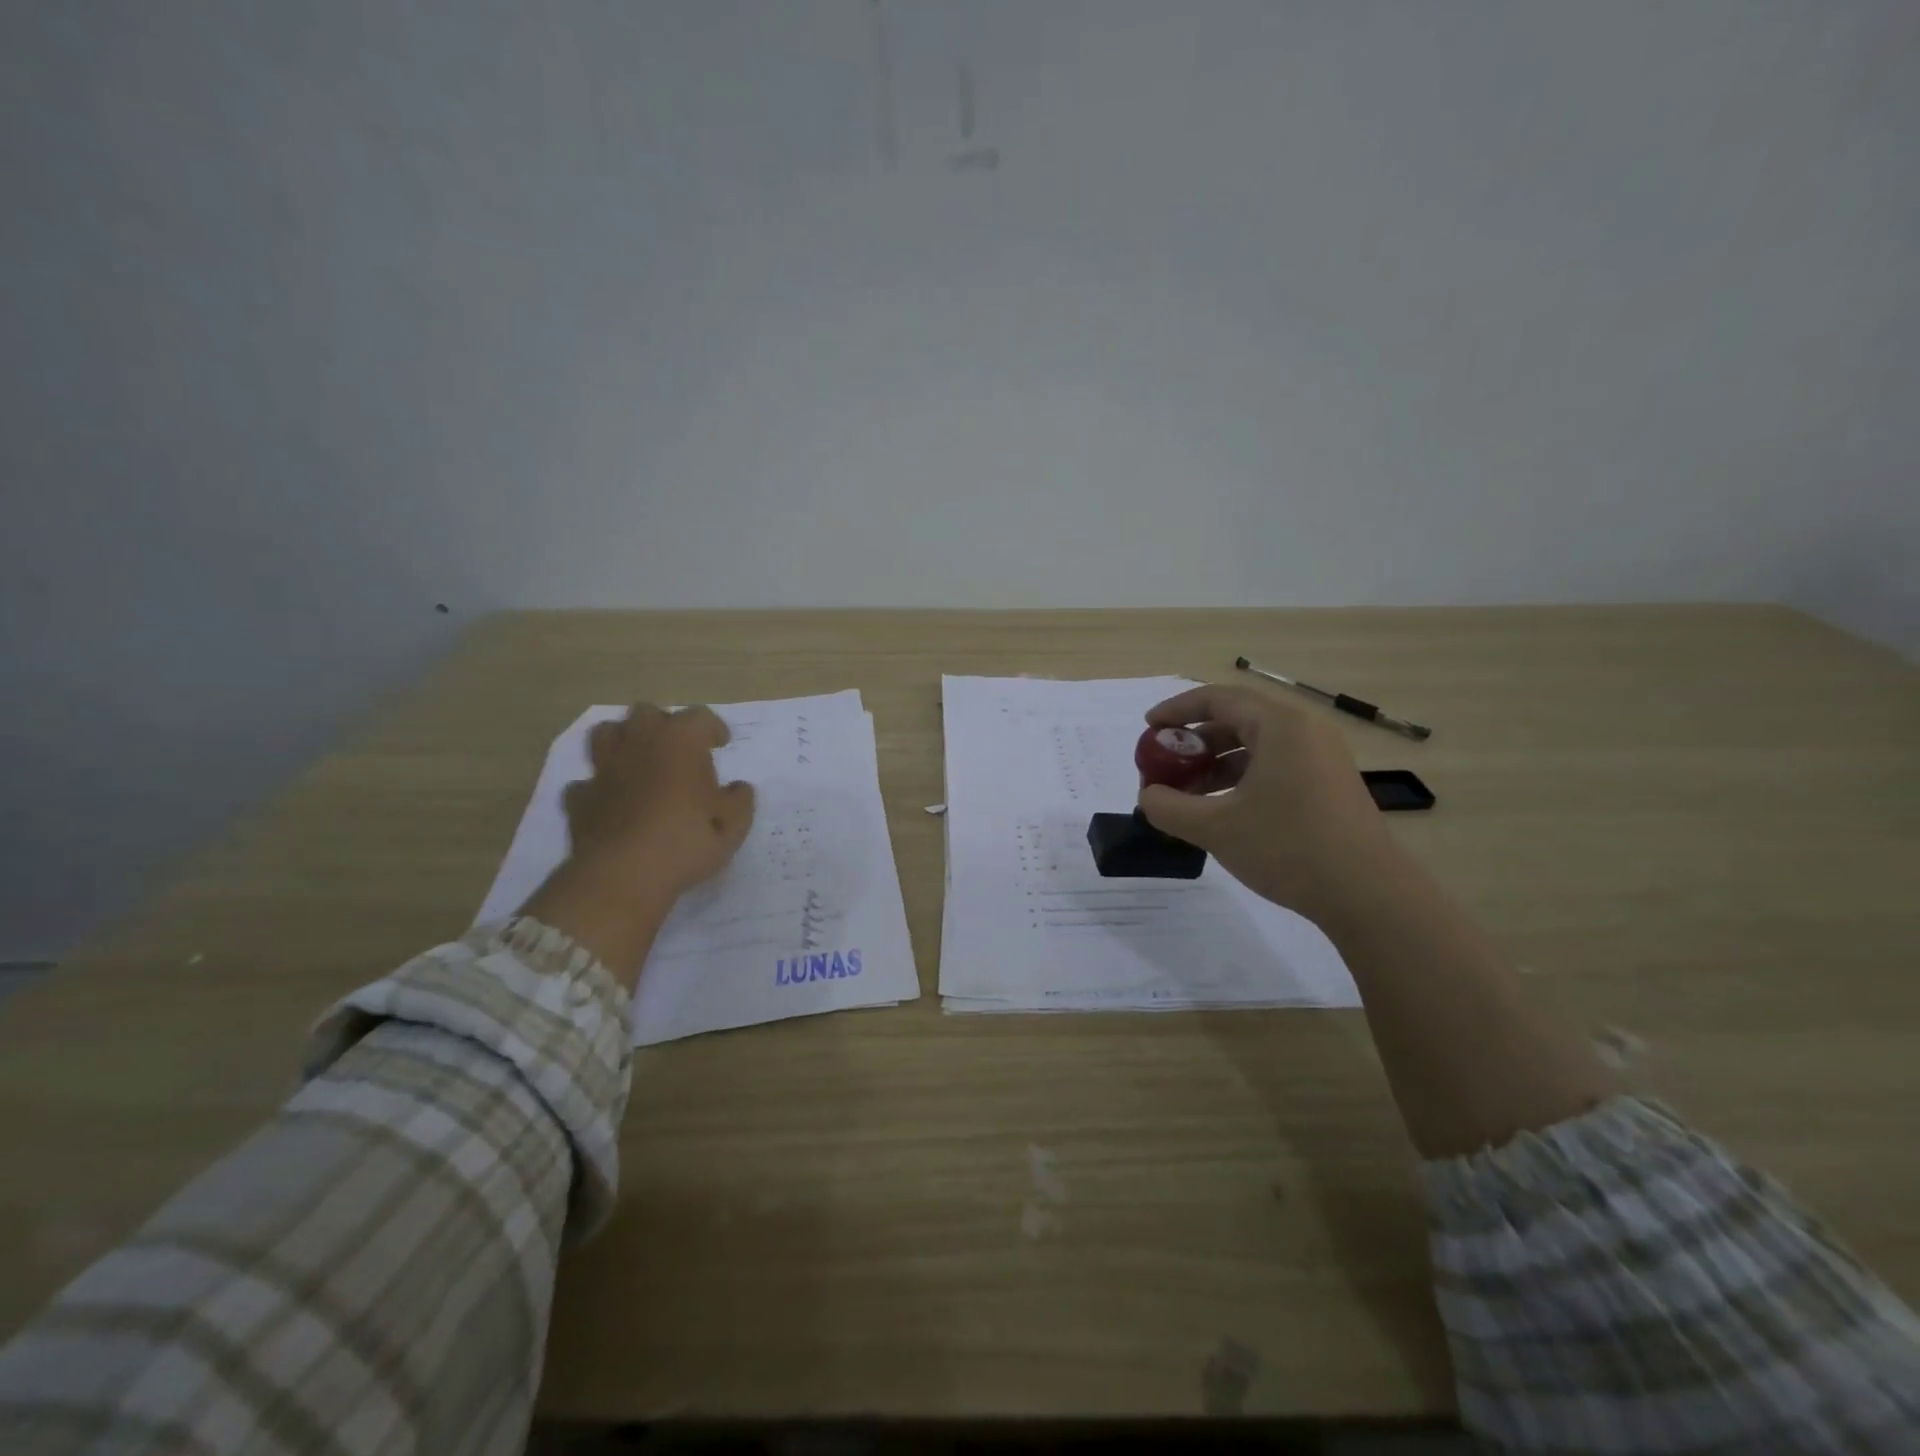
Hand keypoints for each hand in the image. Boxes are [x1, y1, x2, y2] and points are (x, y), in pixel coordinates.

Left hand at [563, 705, 754, 896]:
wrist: (624, 875)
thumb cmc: (687, 841)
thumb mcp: (733, 825)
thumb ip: (740, 801)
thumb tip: (738, 789)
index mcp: (681, 742)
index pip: (700, 716)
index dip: (713, 728)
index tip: (721, 744)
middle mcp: (640, 744)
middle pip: (647, 712)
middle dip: (663, 725)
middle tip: (678, 750)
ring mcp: (605, 769)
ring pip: (607, 733)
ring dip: (624, 741)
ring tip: (640, 762)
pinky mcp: (580, 798)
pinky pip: (587, 781)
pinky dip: (600, 787)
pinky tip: (612, 803)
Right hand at [1135, 684, 1395, 917]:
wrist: (1368, 895)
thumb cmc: (1288, 848)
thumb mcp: (1215, 828)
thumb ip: (1169, 808)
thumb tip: (1148, 796)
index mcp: (1280, 726)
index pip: (1217, 699)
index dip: (1176, 710)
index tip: (1148, 728)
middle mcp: (1305, 731)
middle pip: (1237, 719)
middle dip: (1194, 740)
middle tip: (1166, 764)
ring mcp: (1322, 758)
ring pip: (1257, 745)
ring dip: (1216, 762)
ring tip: (1189, 793)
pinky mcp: (1330, 784)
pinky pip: (1276, 765)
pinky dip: (1242, 777)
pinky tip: (1224, 809)